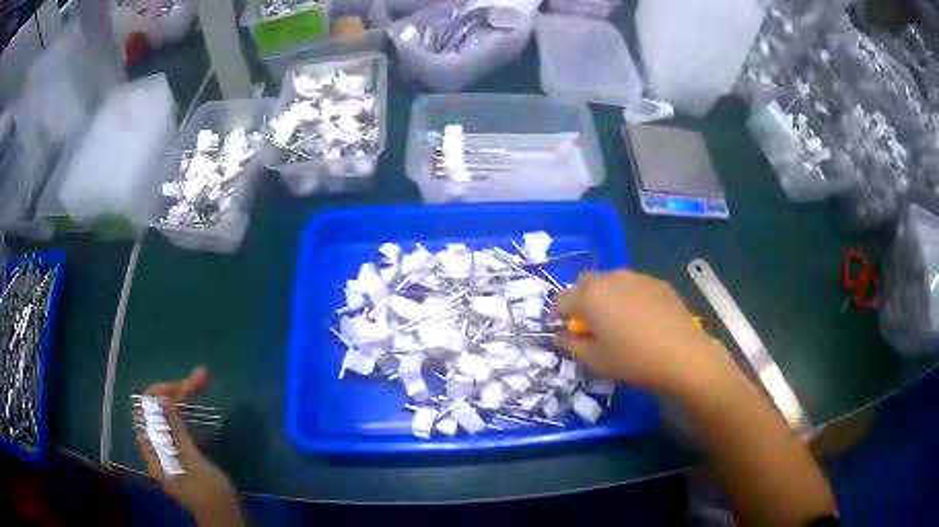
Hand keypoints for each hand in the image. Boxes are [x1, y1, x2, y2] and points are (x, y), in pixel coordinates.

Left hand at [136, 368, 243, 526]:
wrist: (225, 517)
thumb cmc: (209, 493)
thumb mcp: (193, 462)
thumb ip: (175, 431)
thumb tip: (160, 399)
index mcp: (153, 452)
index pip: (145, 411)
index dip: (159, 394)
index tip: (179, 387)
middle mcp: (156, 447)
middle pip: (158, 410)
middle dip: (176, 392)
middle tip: (200, 378)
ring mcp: (167, 449)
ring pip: (168, 415)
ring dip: (182, 397)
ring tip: (200, 381)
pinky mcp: (179, 452)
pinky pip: (176, 424)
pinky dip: (185, 410)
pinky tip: (193, 403)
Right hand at [552, 271, 737, 396]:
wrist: (683, 356)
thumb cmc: (634, 360)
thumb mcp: (596, 360)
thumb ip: (571, 345)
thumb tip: (560, 336)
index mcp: (590, 297)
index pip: (562, 298)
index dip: (557, 313)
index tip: (560, 327)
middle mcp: (611, 279)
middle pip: (586, 283)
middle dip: (581, 299)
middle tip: (590, 323)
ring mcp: (637, 277)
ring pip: (611, 280)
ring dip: (606, 295)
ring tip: (617, 319)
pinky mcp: (658, 282)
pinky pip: (634, 284)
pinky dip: (629, 296)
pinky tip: (641, 317)